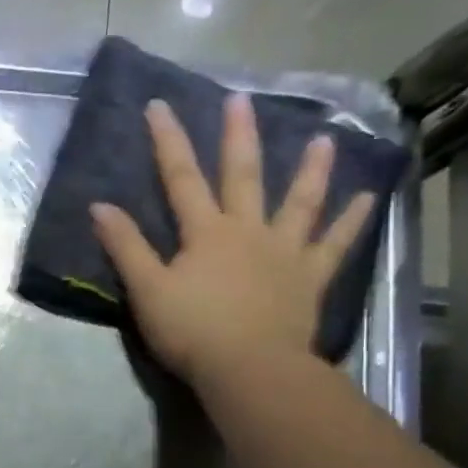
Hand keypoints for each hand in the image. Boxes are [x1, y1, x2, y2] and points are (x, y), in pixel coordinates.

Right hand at [89, 93, 375, 387]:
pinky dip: (351, 221)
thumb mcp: (146, 290)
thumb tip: (99, 206)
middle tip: (241, 99)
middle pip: (243, 177)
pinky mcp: (309, 279)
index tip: (159, 106)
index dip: (169, 142)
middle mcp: (248, 231)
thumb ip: (126, 247)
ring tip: (324, 139)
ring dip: (310, 170)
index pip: (181, 179)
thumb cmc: (191, 330)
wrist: (248, 367)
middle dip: (238, 137)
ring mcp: (284, 252)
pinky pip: (333, 245)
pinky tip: (368, 198)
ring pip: (299, 202)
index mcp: (206, 233)